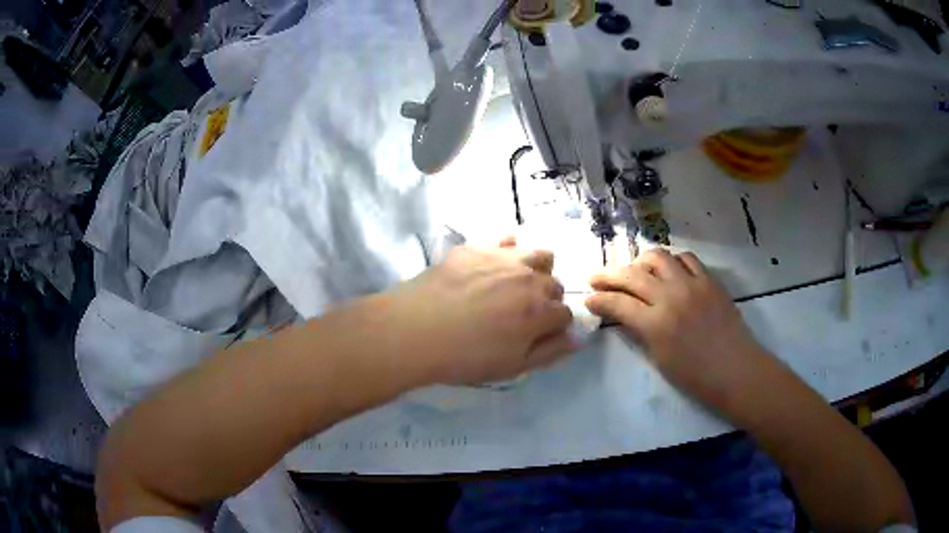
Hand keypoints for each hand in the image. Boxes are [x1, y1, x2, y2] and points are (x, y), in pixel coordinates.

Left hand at [381, 243, 576, 385]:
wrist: (415, 330)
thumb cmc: (465, 357)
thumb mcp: (512, 367)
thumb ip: (550, 352)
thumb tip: (578, 339)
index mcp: (540, 311)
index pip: (565, 314)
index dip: (554, 326)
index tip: (537, 334)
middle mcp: (529, 279)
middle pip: (554, 284)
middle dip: (546, 299)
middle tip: (520, 314)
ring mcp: (504, 258)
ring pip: (539, 254)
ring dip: (537, 269)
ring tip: (515, 283)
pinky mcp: (477, 246)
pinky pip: (506, 237)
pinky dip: (508, 248)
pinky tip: (493, 264)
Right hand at [585, 249, 769, 412]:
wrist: (735, 370)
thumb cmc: (695, 376)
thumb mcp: (659, 359)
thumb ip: (640, 332)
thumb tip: (624, 315)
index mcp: (656, 324)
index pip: (617, 303)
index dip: (598, 300)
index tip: (588, 299)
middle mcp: (671, 297)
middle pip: (632, 274)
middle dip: (608, 275)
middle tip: (597, 278)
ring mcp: (692, 284)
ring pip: (658, 257)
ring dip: (640, 262)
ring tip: (635, 271)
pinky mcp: (709, 279)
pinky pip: (686, 258)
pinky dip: (671, 261)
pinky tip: (668, 270)